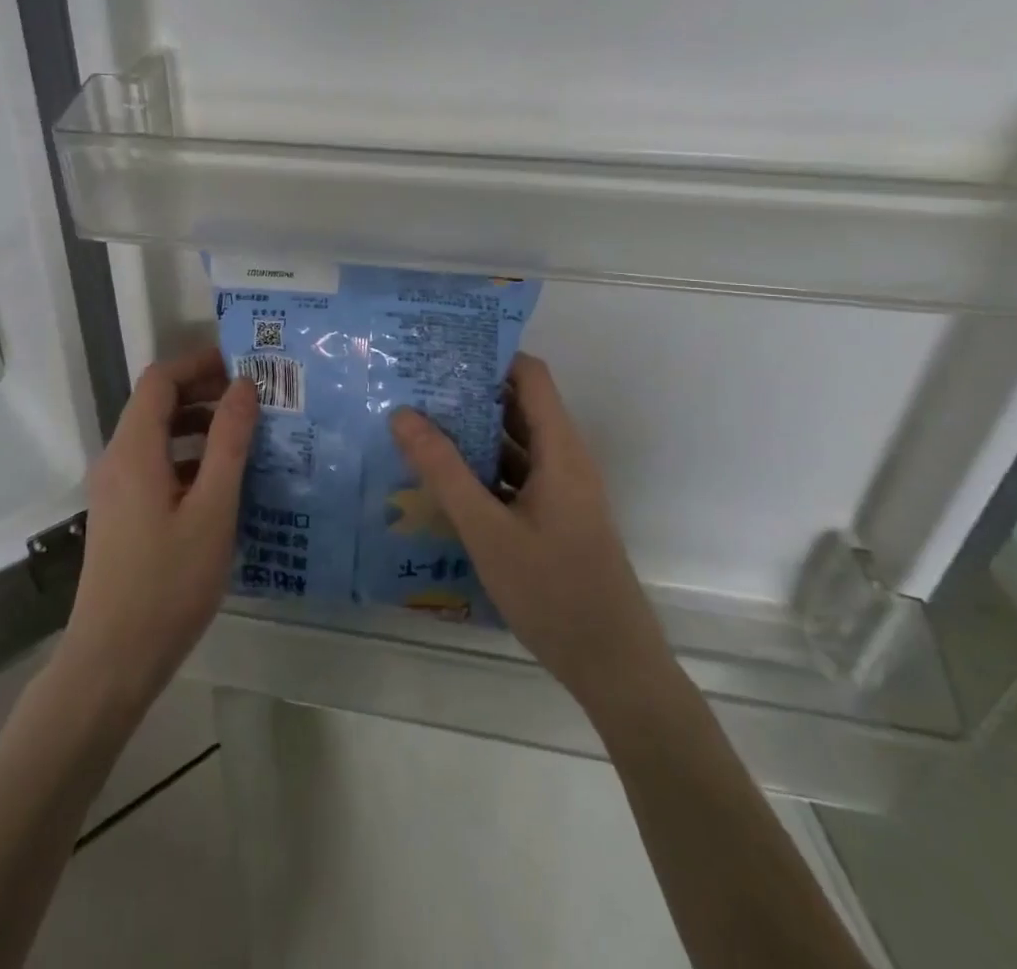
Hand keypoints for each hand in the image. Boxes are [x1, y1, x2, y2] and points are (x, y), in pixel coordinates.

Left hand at [61, 346, 257, 718]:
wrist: (112, 661)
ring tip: (248, 438)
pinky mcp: (121, 515)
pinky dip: (188, 459)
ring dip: (199, 428)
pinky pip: (155, 467)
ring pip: (158, 437)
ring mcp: (115, 489)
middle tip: (255, 401)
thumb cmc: (168, 583)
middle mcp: (117, 460)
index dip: (198, 363)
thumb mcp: (212, 510)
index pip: (160, 380)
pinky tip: (223, 484)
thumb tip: (243, 387)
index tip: (243, 367)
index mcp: (134, 449)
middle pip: (157, 405)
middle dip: (204, 393)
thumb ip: (229, 443)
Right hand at [389, 353, 653, 707]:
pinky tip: (440, 479)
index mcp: (561, 449)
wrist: (614, 667)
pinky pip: (513, 477)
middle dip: (468, 393)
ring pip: (513, 444)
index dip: (489, 355)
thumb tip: (403, 414)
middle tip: (414, 385)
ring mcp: (560, 491)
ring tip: (417, 424)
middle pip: (517, 406)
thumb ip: (444, 470)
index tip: (440, 350)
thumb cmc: (553, 591)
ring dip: (471, 433)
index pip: (529, 375)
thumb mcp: (487, 530)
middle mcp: (564, 460)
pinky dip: (481, 470)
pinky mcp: (553, 518)